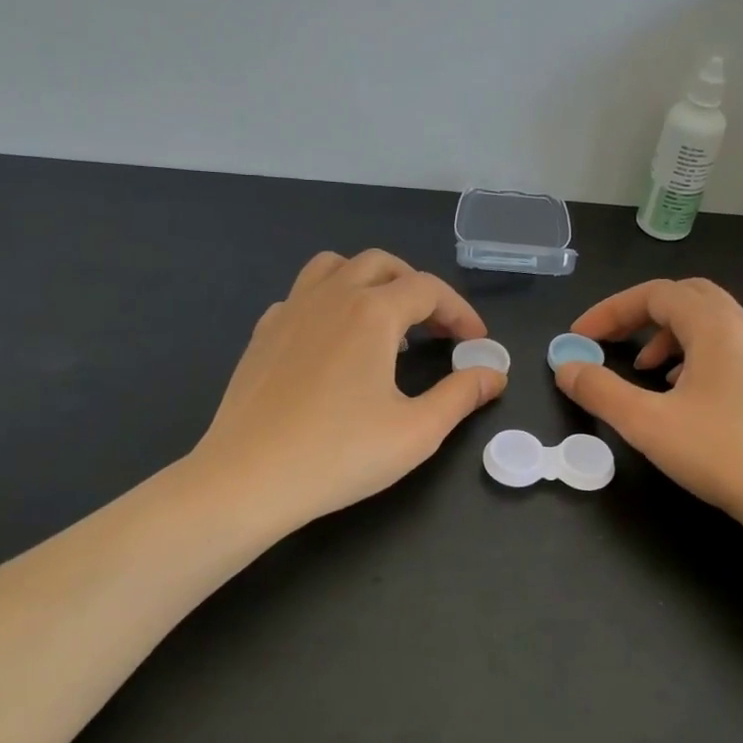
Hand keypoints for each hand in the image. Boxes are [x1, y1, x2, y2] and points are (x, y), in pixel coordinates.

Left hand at [192, 250, 505, 531]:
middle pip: (382, 264)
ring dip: (369, 282)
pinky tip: (335, 343)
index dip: (460, 311)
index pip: (429, 290)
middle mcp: (331, 296)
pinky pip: (303, 296)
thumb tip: (494, 374)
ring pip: (335, 267)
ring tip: (385, 323)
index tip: (476, 342)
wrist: (248, 478)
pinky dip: (330, 303)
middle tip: (436, 329)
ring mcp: (290, 310)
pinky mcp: (263, 333)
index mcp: (372, 312)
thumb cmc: (340, 455)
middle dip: (418, 288)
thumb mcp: (417, 431)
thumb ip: (461, 395)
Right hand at [554, 278, 742, 538]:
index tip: (579, 337)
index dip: (610, 309)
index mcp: (715, 326)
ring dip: (667, 336)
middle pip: (686, 296)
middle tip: (611, 340)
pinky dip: (692, 357)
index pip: (655, 293)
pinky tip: (680, 394)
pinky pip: (725, 349)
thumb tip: (565, 367)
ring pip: (708, 324)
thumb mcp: (648, 423)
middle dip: (640, 313)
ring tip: (643, 371)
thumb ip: (600, 392)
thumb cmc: (723, 453)